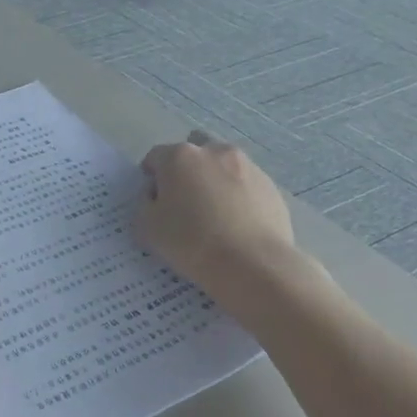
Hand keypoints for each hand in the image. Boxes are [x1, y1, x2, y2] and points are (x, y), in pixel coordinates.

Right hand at [138, 131, 297, 291]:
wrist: (252, 265)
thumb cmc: (190, 242)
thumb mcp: (146, 226)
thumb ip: (145, 203)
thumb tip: (157, 194)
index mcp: (180, 157)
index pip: (155, 157)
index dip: (151, 177)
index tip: (154, 200)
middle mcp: (214, 152)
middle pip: (193, 153)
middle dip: (186, 170)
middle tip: (184, 202)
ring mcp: (247, 167)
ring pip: (222, 167)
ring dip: (214, 181)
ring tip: (215, 214)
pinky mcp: (270, 187)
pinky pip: (245, 186)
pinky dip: (238, 197)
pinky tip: (236, 225)